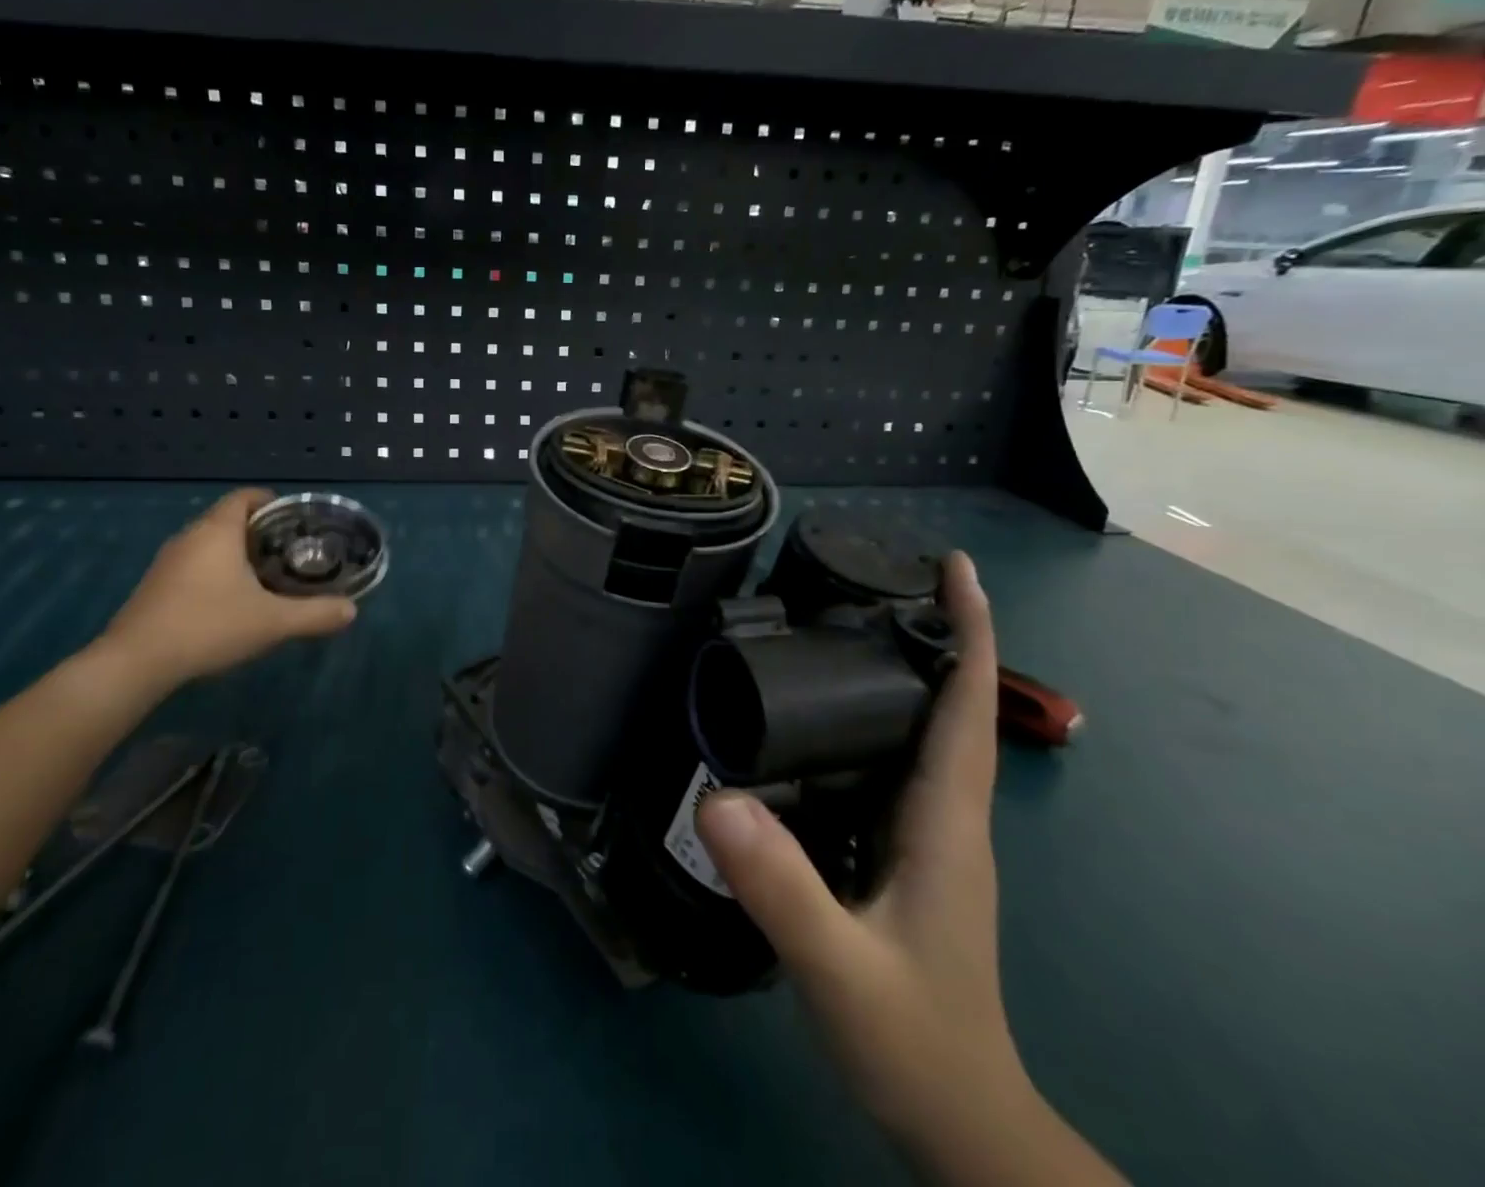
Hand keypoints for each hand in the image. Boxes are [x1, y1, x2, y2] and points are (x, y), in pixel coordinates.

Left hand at [93, 488, 356, 696]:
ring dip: (237, 554)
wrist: (135, 664)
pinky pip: (194, 566)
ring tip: (267, 578)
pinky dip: (216, 573)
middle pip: (229, 519)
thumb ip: (316, 614)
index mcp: (217, 531)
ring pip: (210, 544)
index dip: (273, 502)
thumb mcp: (272, 622)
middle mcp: (190, 536)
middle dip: (261, 531)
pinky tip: (231, 603)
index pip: (246, 497)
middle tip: (291, 552)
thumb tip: (351, 610)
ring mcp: (167, 562)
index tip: (296, 520)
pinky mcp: (155, 587)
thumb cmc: (208, 626)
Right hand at [697, 553, 1030, 1145]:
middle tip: (881, 575)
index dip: (970, 630)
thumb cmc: (912, 1039)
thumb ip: (781, 888)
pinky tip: (825, 716)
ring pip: (926, 732)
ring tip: (850, 623)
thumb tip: (715, 797)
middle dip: (934, 633)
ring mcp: (929, 835)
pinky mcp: (904, 852)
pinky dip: (878, 719)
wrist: (955, 1118)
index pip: (967, 705)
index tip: (955, 567)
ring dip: (907, 671)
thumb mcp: (837, 967)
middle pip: (952, 703)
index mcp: (945, 819)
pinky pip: (897, 763)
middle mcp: (947, 813)